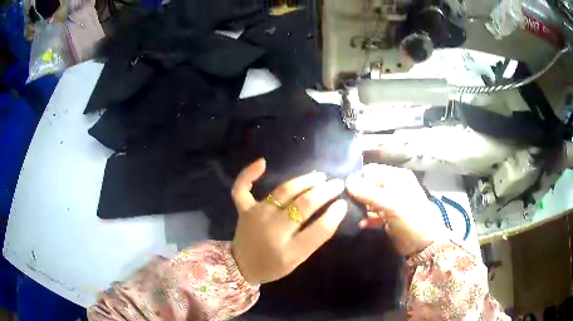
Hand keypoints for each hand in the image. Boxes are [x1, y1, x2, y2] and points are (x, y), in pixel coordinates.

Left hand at [231, 159, 347, 284]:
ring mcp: (256, 216)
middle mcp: (273, 230)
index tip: (343, 202)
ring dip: (304, 181)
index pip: (318, 230)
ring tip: (319, 176)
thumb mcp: (298, 259)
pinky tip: (262, 162)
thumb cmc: (274, 265)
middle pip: (303, 205)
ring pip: (283, 191)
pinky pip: (241, 188)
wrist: (242, 266)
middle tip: (337, 184)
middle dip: (324, 191)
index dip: (334, 215)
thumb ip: (314, 238)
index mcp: (289, 251)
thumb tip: (334, 210)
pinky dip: (248, 174)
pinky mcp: (244, 209)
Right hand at [346, 164, 445, 255]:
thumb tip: (346, 181)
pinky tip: (358, 223)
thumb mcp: (391, 205)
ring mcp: (390, 202)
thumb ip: (369, 193)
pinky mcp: (387, 216)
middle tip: (342, 203)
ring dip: (359, 207)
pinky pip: (372, 213)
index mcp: (396, 177)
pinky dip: (365, 217)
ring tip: (347, 214)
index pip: (370, 171)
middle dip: (356, 194)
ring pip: (369, 200)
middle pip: (368, 185)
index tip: (341, 189)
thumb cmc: (411, 219)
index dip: (356, 178)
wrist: (424, 245)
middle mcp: (393, 186)